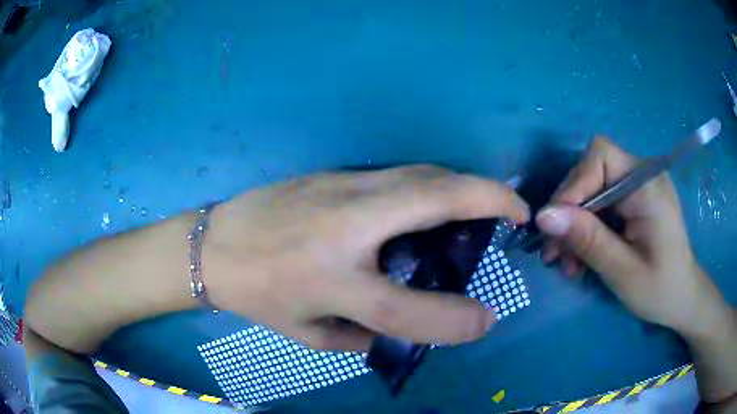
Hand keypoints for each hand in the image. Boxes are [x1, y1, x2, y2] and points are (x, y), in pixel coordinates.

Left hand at [203, 166, 528, 350]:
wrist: (211, 244)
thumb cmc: (256, 293)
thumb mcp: (306, 333)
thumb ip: (360, 337)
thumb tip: (400, 330)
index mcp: (332, 279)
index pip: (408, 307)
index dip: (455, 319)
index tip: (487, 318)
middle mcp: (344, 226)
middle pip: (433, 197)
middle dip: (489, 196)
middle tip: (518, 210)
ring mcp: (339, 188)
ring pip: (420, 174)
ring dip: (464, 184)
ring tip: (487, 202)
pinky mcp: (333, 173)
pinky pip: (399, 173)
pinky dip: (433, 181)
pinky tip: (439, 197)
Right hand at [534, 137, 729, 337]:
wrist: (682, 298)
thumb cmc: (660, 289)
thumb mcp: (622, 272)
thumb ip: (588, 240)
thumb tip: (544, 216)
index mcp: (648, 186)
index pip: (601, 157)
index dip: (574, 184)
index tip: (553, 225)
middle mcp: (643, 175)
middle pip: (592, 173)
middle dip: (569, 212)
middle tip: (553, 252)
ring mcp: (639, 187)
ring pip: (592, 191)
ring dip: (574, 225)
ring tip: (566, 262)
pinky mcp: (634, 201)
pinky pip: (602, 204)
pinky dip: (587, 229)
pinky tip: (581, 257)